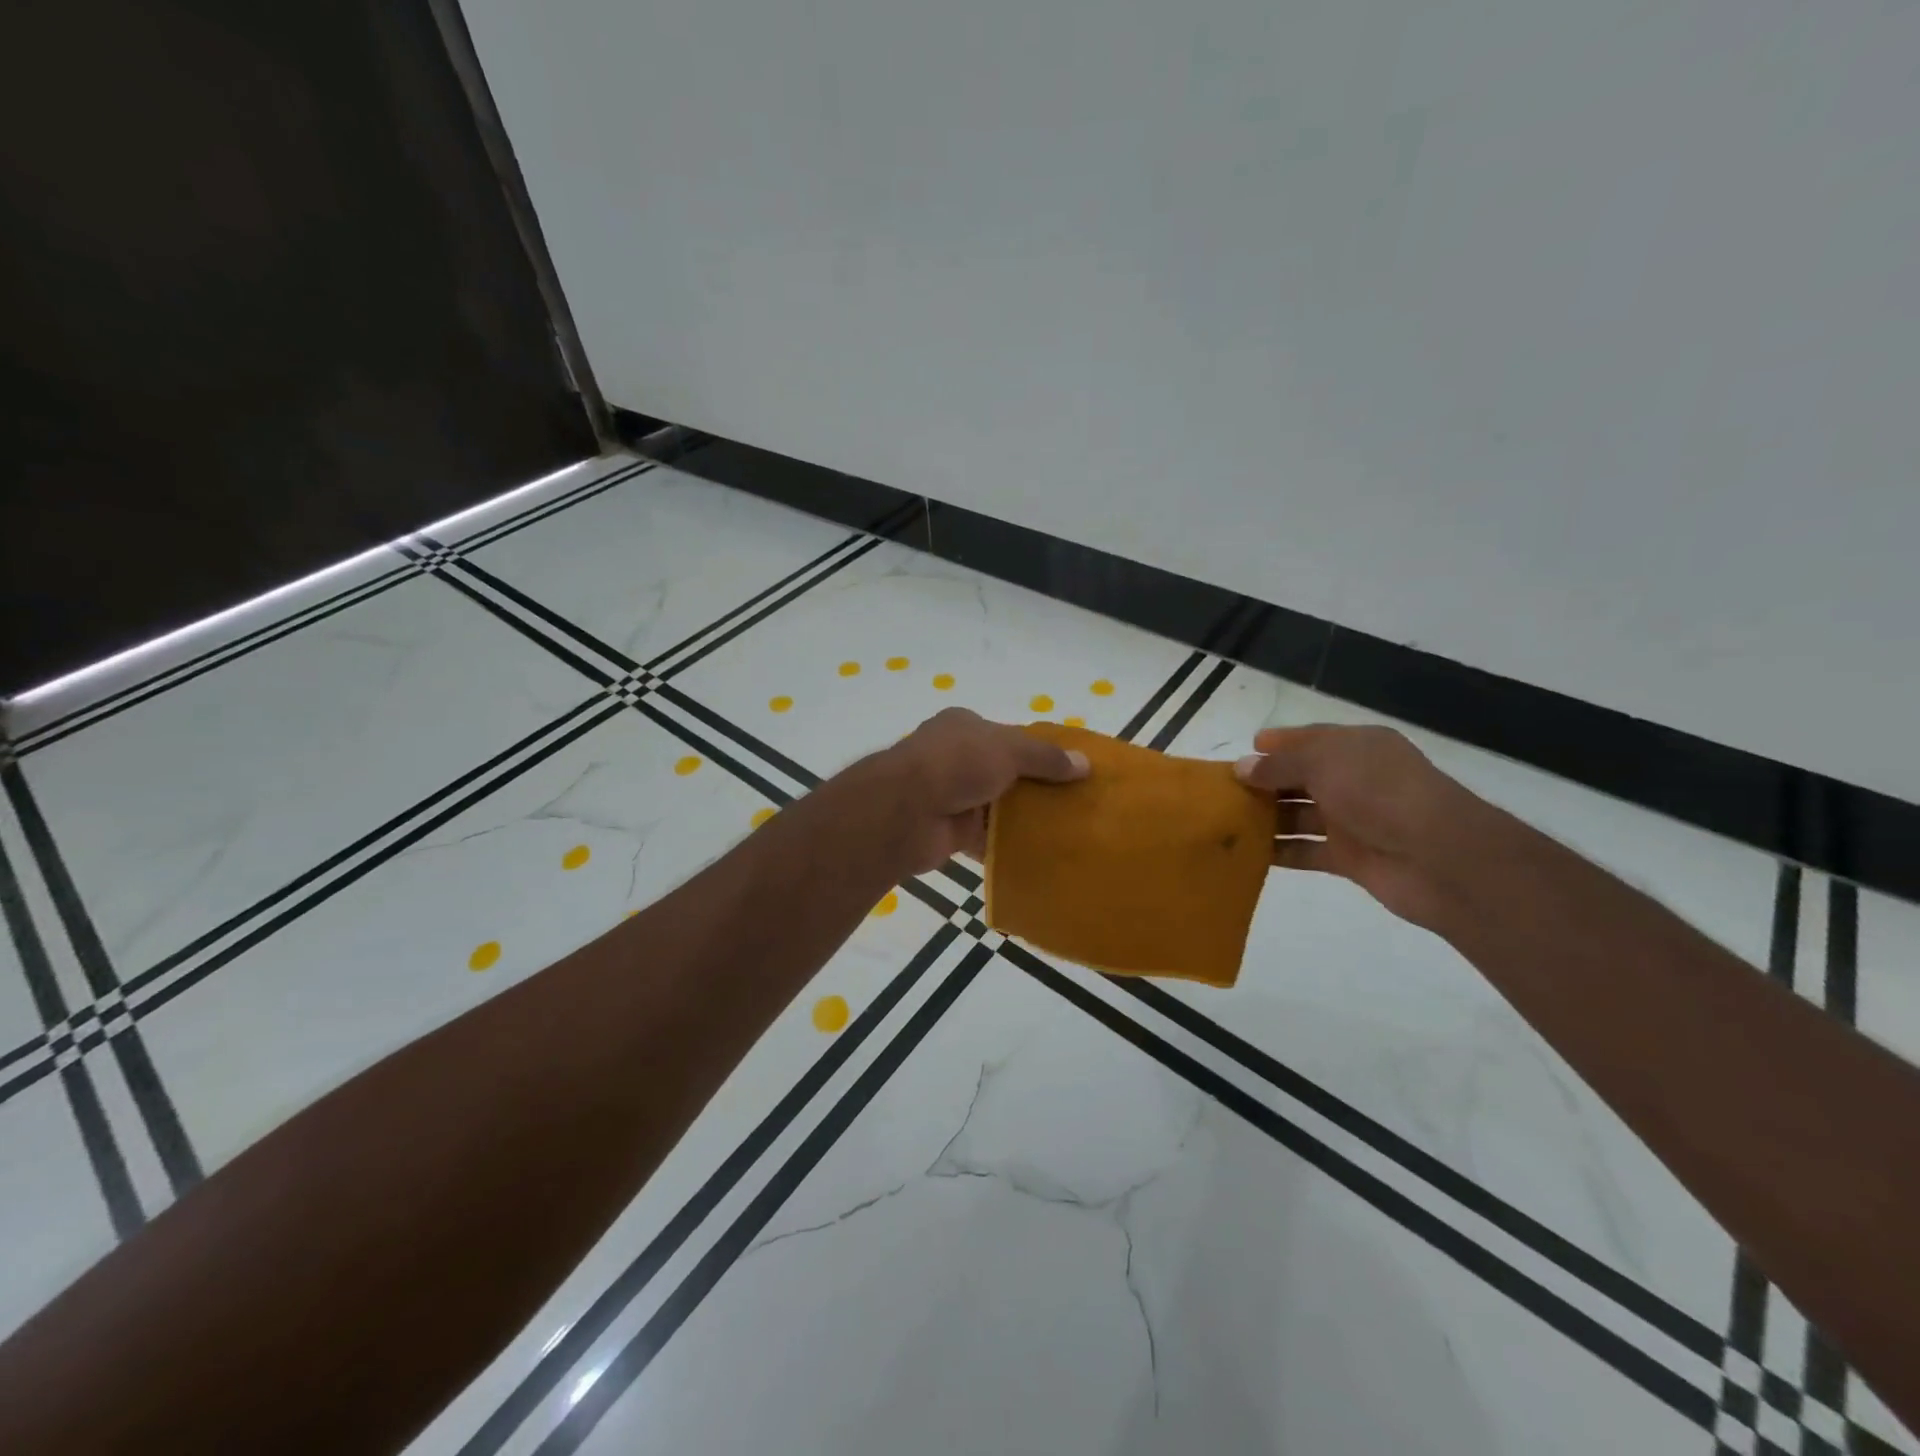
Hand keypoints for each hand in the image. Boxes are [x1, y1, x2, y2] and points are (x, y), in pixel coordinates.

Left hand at [883, 708, 1089, 873]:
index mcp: (964, 727)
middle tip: (1074, 802)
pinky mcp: (950, 831)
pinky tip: (1039, 853)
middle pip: (1004, 771)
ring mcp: (951, 795)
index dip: (1037, 751)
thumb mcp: (1008, 750)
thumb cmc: (956, 764)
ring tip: (1066, 829)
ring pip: (996, 806)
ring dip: (1023, 818)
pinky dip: (1007, 845)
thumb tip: (1085, 764)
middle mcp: (956, 757)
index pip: (1008, 736)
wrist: (904, 811)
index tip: (1069, 769)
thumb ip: (1046, 757)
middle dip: (1034, 786)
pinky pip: (986, 838)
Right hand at [1233, 724, 1492, 930]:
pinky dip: (1279, 852)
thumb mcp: (1324, 763)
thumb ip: (1279, 765)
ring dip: (1266, 818)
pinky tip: (1246, 854)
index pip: (1309, 739)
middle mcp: (1353, 780)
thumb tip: (1242, 767)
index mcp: (1356, 747)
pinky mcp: (1349, 857)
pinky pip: (1305, 851)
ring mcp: (1352, 820)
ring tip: (1224, 822)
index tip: (1242, 752)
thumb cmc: (1379, 793)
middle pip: (1299, 778)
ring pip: (1299, 815)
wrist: (1439, 857)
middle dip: (1264, 783)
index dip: (1276, 744)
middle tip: (1221, 792)